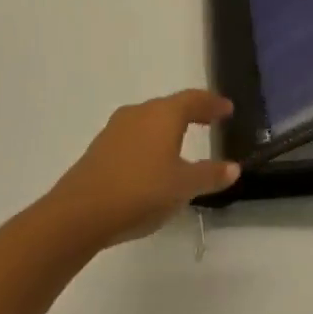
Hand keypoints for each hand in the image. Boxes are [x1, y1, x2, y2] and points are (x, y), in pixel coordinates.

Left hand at [41, 90, 240, 250]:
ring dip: (168, 128)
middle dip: (191, 113)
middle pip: (170, 106)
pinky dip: (149, 143)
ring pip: (149, 121)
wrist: (79, 214)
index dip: (212, 103)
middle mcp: (138, 114)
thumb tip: (233, 168)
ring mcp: (114, 131)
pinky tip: (152, 162)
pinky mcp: (99, 150)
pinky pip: (133, 138)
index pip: (193, 99)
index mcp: (163, 114)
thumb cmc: (140, 191)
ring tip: (182, 141)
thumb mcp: (183, 186)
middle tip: (209, 121)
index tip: (227, 108)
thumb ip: (210, 175)